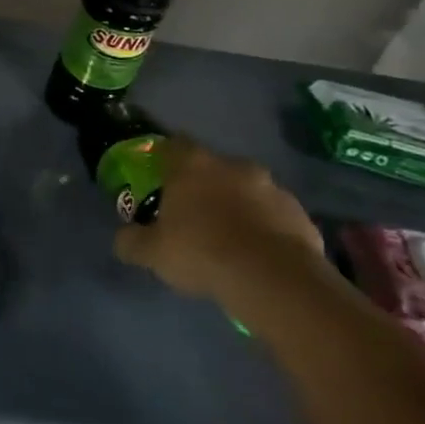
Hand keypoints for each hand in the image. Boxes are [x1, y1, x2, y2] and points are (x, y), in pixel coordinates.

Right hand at [113, 136, 326, 302]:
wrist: (273, 279)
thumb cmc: (202, 252)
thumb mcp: (152, 253)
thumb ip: (133, 241)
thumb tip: (123, 238)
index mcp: (193, 165)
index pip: (174, 144)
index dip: (165, 158)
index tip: (160, 177)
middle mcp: (233, 166)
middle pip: (213, 168)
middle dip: (205, 186)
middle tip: (195, 214)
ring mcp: (272, 188)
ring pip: (248, 190)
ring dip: (239, 206)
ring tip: (230, 239)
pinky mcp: (300, 214)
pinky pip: (275, 216)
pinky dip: (266, 228)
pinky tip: (259, 255)